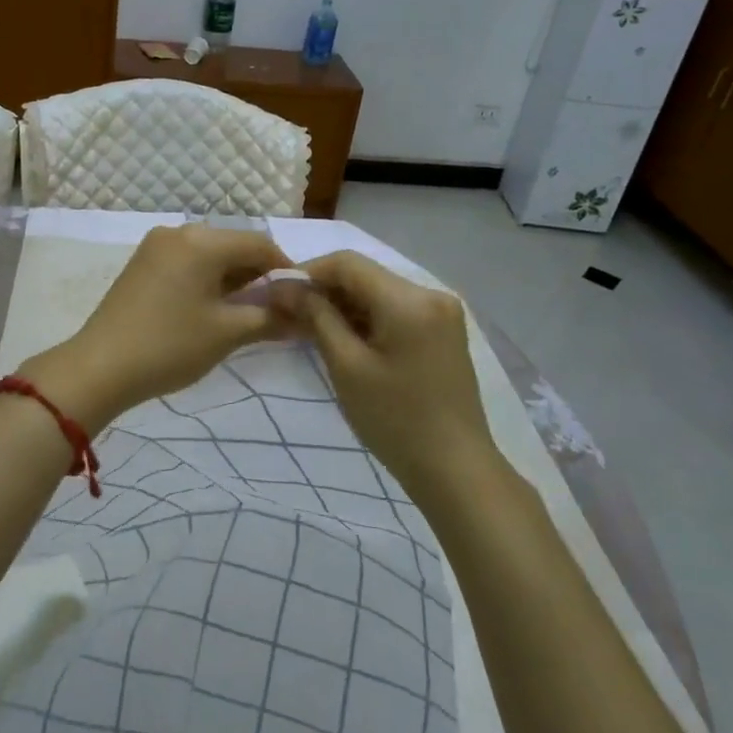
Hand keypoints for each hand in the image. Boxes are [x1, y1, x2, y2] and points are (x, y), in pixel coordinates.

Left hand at [26, 225, 293, 432]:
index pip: (260, 244)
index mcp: (202, 241)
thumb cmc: (169, 346)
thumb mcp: (227, 333)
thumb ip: (270, 318)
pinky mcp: (142, 263)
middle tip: (275, 310)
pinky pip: (187, 261)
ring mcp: (155, 246)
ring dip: (232, 278)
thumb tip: (303, 317)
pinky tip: (212, 307)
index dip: (285, 269)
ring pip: (209, 254)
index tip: (300, 300)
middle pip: (233, 245)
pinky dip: (207, 279)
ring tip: (246, 312)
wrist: (99, 366)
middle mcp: (178, 232)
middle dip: (258, 275)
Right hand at [295, 251, 494, 493]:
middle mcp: (431, 293)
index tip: (278, 295)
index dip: (307, 272)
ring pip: (378, 291)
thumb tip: (284, 286)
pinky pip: (395, 308)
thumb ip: (316, 316)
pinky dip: (366, 317)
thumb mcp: (346, 365)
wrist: (455, 469)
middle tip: (289, 315)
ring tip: (311, 329)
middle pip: (365, 274)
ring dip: (344, 304)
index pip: (347, 262)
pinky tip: (344, 338)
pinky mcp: (442, 330)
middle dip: (324, 290)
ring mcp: (441, 312)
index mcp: (409, 299)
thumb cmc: (395, 419)